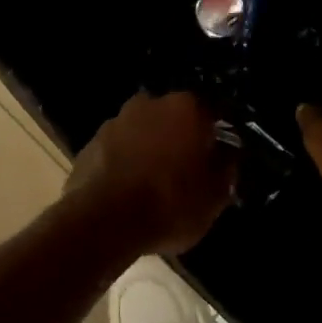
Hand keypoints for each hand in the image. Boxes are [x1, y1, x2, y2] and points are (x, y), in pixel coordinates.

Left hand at [69, 90, 236, 252]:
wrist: (102, 220)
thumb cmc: (169, 203)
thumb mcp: (214, 196)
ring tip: (156, 182)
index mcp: (187, 107)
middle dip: (183, 138)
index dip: (220, 136)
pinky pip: (120, 148)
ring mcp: (118, 119)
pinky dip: (127, 161)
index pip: (213, 113)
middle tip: (189, 170)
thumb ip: (226, 168)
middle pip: (176, 118)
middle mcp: (152, 102)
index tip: (223, 156)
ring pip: (145, 130)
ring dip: (152, 148)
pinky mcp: (92, 141)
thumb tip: (229, 155)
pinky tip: (129, 189)